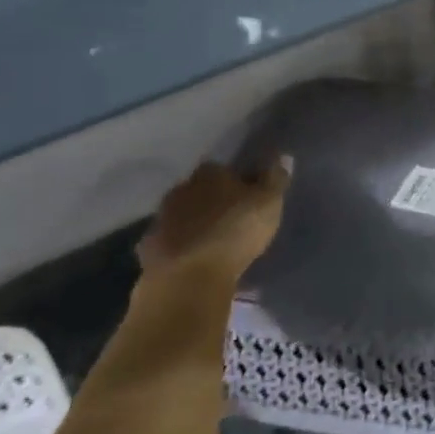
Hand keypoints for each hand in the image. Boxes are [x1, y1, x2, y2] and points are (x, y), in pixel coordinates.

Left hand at [138, 160, 291, 284]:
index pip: (223, 169)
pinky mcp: (150, 249)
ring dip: (197, 224)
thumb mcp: (268, 203)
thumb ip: (276, 179)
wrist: (186, 277)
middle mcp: (181, 190)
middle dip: (215, 201)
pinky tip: (197, 259)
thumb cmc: (234, 232)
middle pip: (201, 190)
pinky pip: (172, 242)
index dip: (238, 181)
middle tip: (234, 218)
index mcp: (209, 174)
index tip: (250, 196)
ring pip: (184, 215)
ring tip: (216, 241)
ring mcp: (161, 219)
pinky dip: (183, 246)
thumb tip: (284, 156)